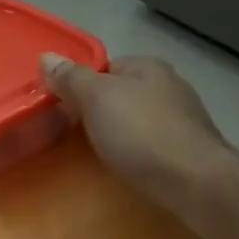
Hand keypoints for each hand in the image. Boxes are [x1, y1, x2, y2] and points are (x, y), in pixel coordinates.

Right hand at [41, 53, 230, 212]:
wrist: (193, 181)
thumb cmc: (140, 133)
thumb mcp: (96, 99)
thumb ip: (71, 78)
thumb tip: (46, 56)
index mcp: (147, 66)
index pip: (105, 68)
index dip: (81, 86)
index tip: (63, 109)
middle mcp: (170, 84)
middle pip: (122, 93)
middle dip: (100, 111)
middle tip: (76, 134)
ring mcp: (183, 117)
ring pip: (138, 119)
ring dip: (120, 133)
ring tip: (100, 153)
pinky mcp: (189, 148)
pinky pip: (152, 143)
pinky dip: (138, 151)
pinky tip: (129, 166)